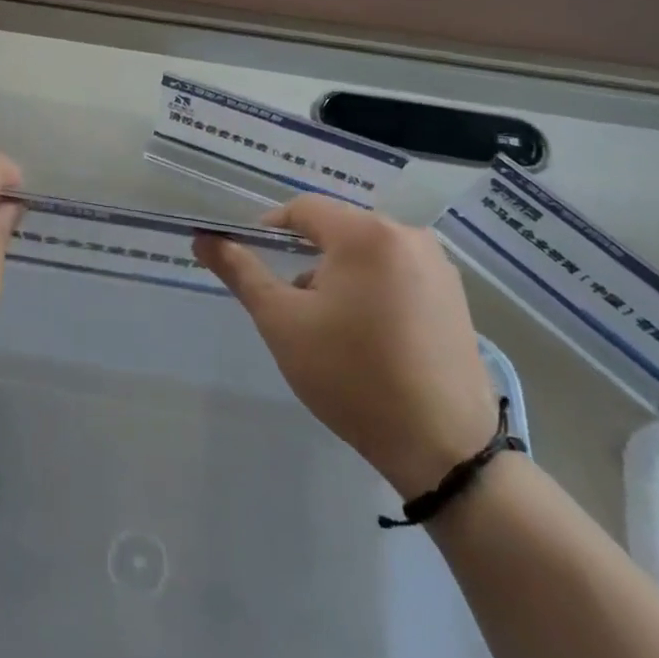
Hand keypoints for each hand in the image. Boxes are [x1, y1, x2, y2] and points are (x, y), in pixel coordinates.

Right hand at [194, 196, 496, 497]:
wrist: (443, 447)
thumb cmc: (351, 375)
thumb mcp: (282, 322)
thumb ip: (241, 272)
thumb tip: (203, 239)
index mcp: (367, 234)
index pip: (303, 209)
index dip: (268, 230)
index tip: (251, 265)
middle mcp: (408, 236)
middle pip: (337, 230)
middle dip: (305, 260)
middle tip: (290, 306)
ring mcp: (438, 267)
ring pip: (366, 254)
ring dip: (338, 276)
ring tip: (329, 328)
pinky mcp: (455, 297)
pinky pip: (396, 274)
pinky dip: (371, 291)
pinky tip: (367, 337)